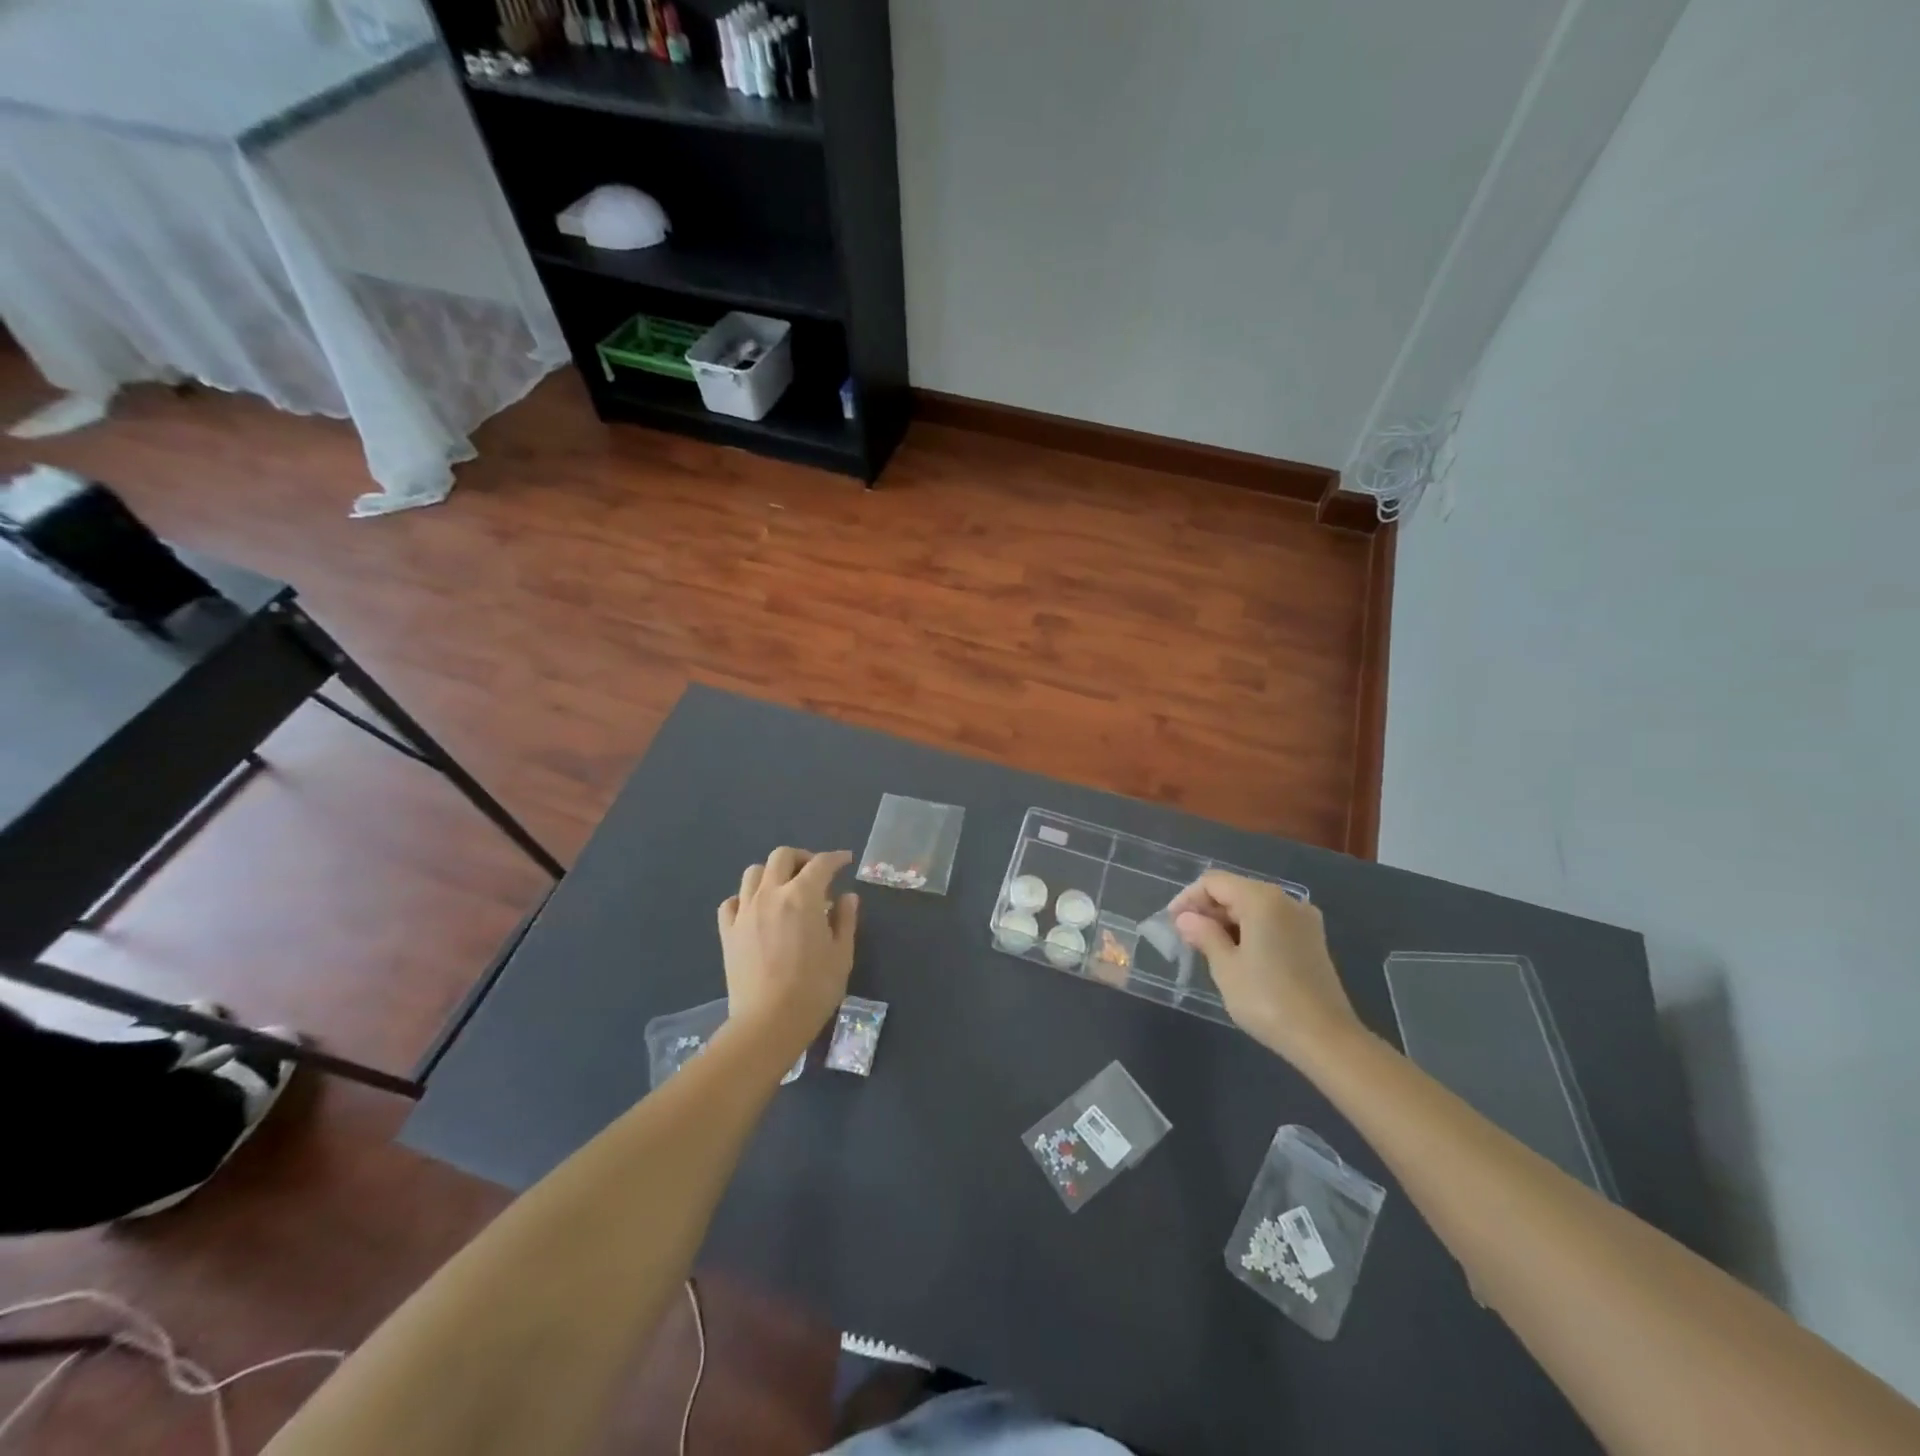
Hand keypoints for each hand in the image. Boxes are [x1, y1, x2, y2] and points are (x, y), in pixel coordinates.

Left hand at [717, 847, 858, 1061]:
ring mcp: (745, 911)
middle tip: (815, 874)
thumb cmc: (814, 989)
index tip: (846, 860)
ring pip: (753, 873)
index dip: (836, 858)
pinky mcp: (728, 932)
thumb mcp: (842, 954)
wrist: (768, 1023)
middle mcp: (771, 894)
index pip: (821, 864)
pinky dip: (746, 898)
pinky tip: (757, 910)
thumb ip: (846, 920)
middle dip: (801, 858)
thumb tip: (847, 897)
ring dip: (772, 873)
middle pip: (782, 857)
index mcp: (803, 896)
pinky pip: (732, 901)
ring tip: (784, 889)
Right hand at [1168, 871, 1361, 1065]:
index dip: (1188, 898)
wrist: (1325, 1038)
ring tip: (1209, 949)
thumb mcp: (1226, 967)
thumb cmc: (1267, 999)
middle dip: (1208, 910)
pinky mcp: (1312, 940)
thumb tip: (1186, 918)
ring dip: (1228, 922)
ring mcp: (1304, 920)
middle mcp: (1286, 900)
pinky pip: (1272, 922)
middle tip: (1187, 939)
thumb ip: (1204, 935)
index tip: (1172, 924)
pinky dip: (1250, 930)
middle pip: (1236, 890)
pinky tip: (1238, 955)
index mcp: (1262, 899)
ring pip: (1254, 907)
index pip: (1214, 883)